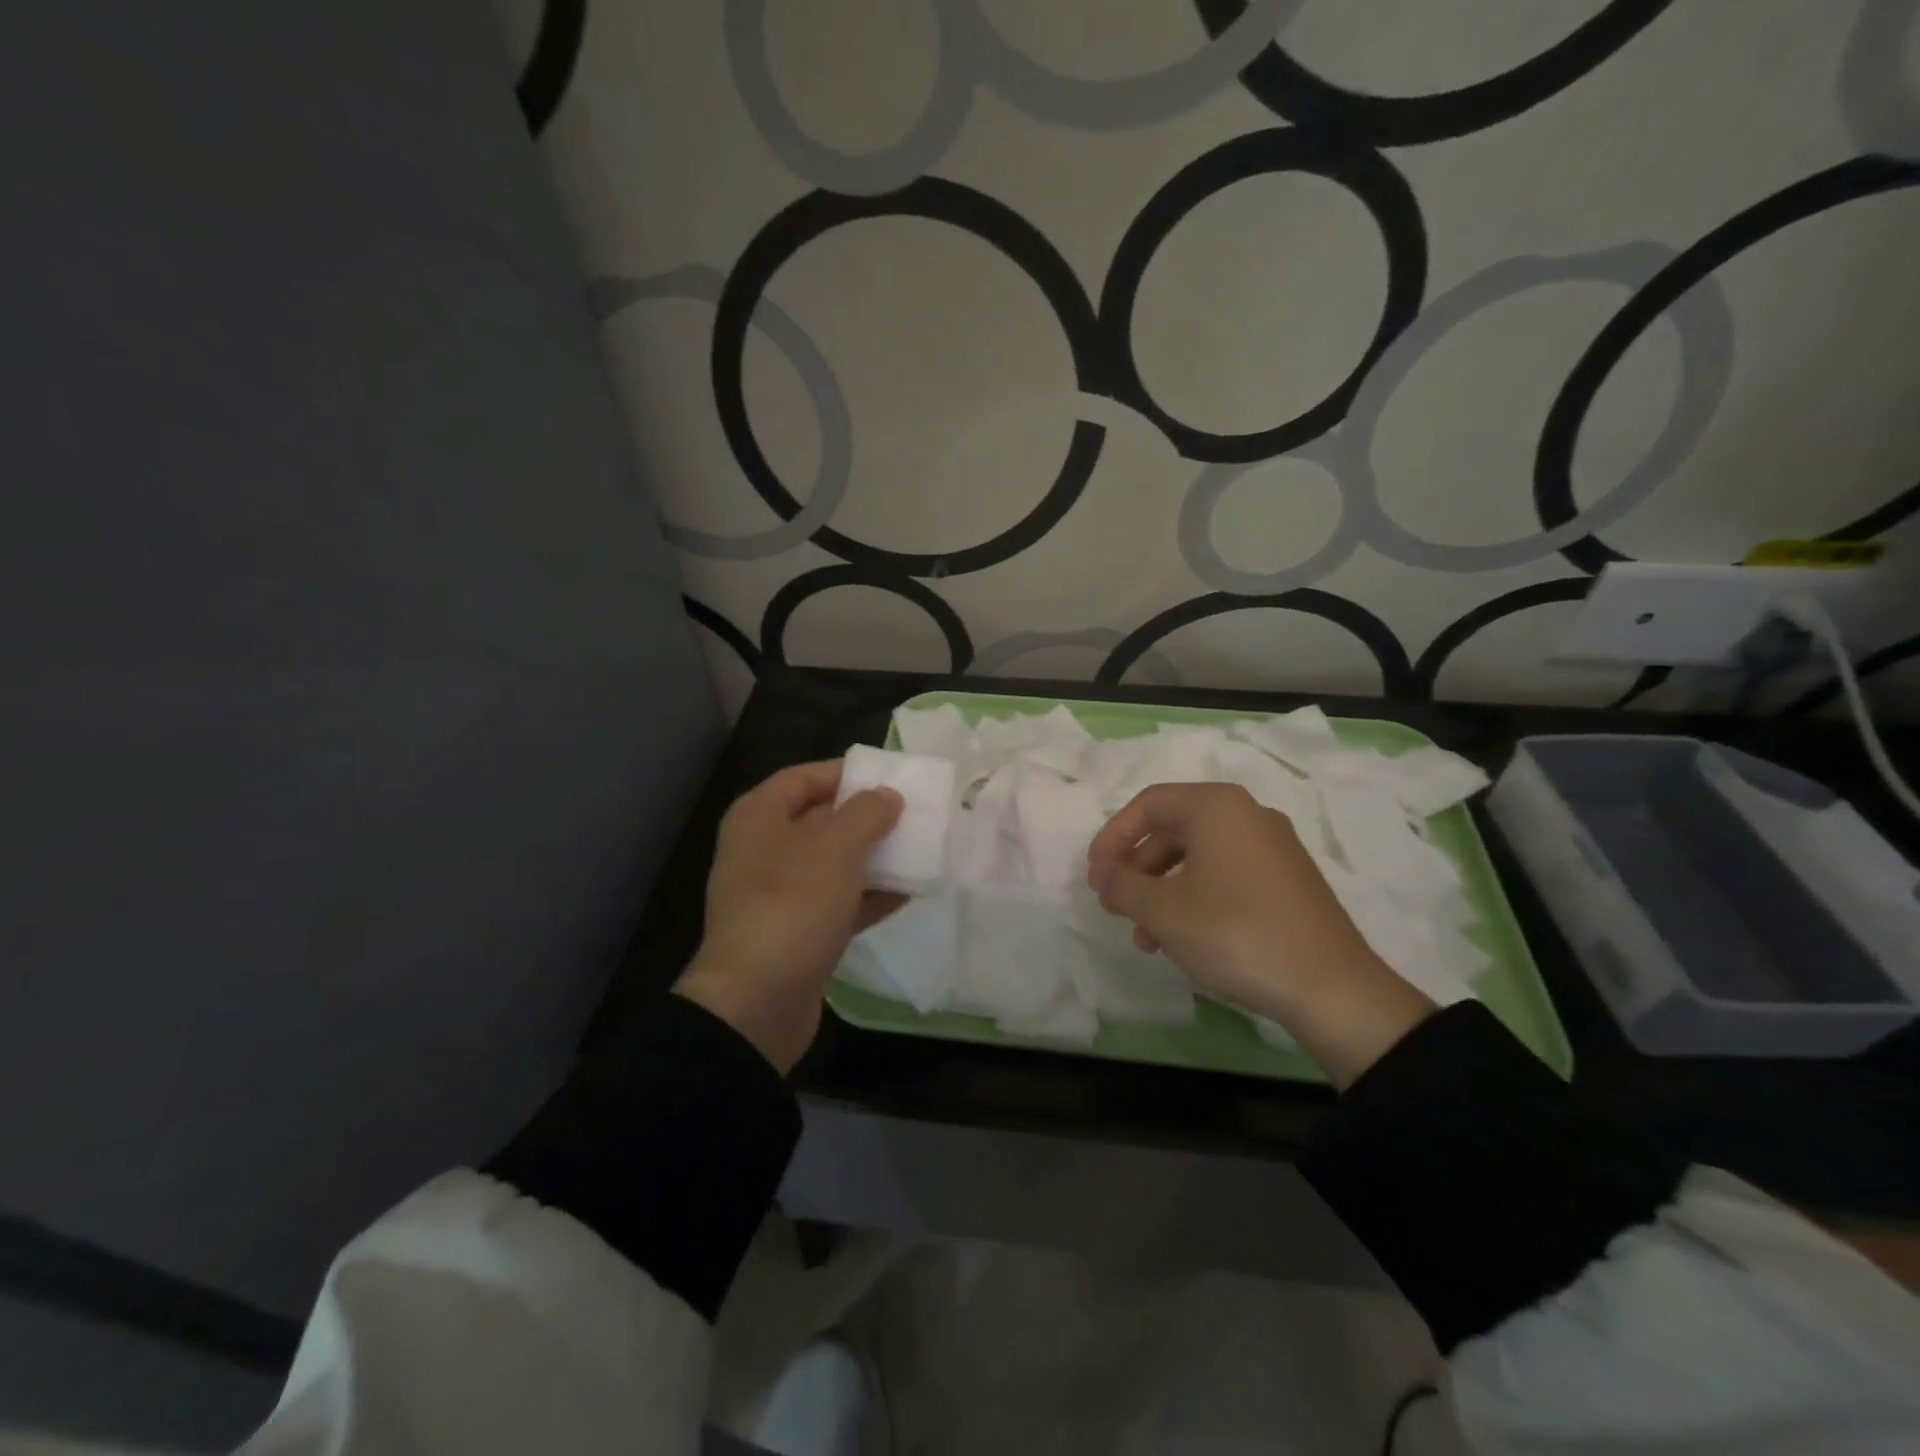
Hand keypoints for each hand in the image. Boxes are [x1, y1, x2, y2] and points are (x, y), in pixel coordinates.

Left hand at [676, 760, 904, 1073]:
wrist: (755, 1004)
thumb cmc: (792, 907)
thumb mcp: (835, 849)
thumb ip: (867, 813)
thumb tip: (887, 796)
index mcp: (759, 818)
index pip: (804, 777)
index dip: (846, 773)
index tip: (891, 778)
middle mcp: (764, 849)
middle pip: (821, 819)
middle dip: (867, 817)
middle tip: (913, 814)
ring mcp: (779, 894)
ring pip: (833, 862)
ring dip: (874, 857)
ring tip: (920, 850)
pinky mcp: (797, 931)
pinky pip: (838, 901)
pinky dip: (869, 895)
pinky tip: (909, 892)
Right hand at [1086, 783, 1435, 1088]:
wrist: (1330, 987)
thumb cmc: (1234, 932)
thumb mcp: (1163, 910)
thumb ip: (1123, 885)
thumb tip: (1104, 874)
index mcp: (1216, 806)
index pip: (1148, 804)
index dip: (1112, 838)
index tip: (1095, 877)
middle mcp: (1248, 815)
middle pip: (1173, 829)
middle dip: (1137, 868)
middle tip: (1115, 905)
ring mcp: (1273, 847)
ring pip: (1199, 857)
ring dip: (1162, 891)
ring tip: (1145, 937)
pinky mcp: (1289, 880)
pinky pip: (1226, 875)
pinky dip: (1195, 898)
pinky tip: (1184, 939)